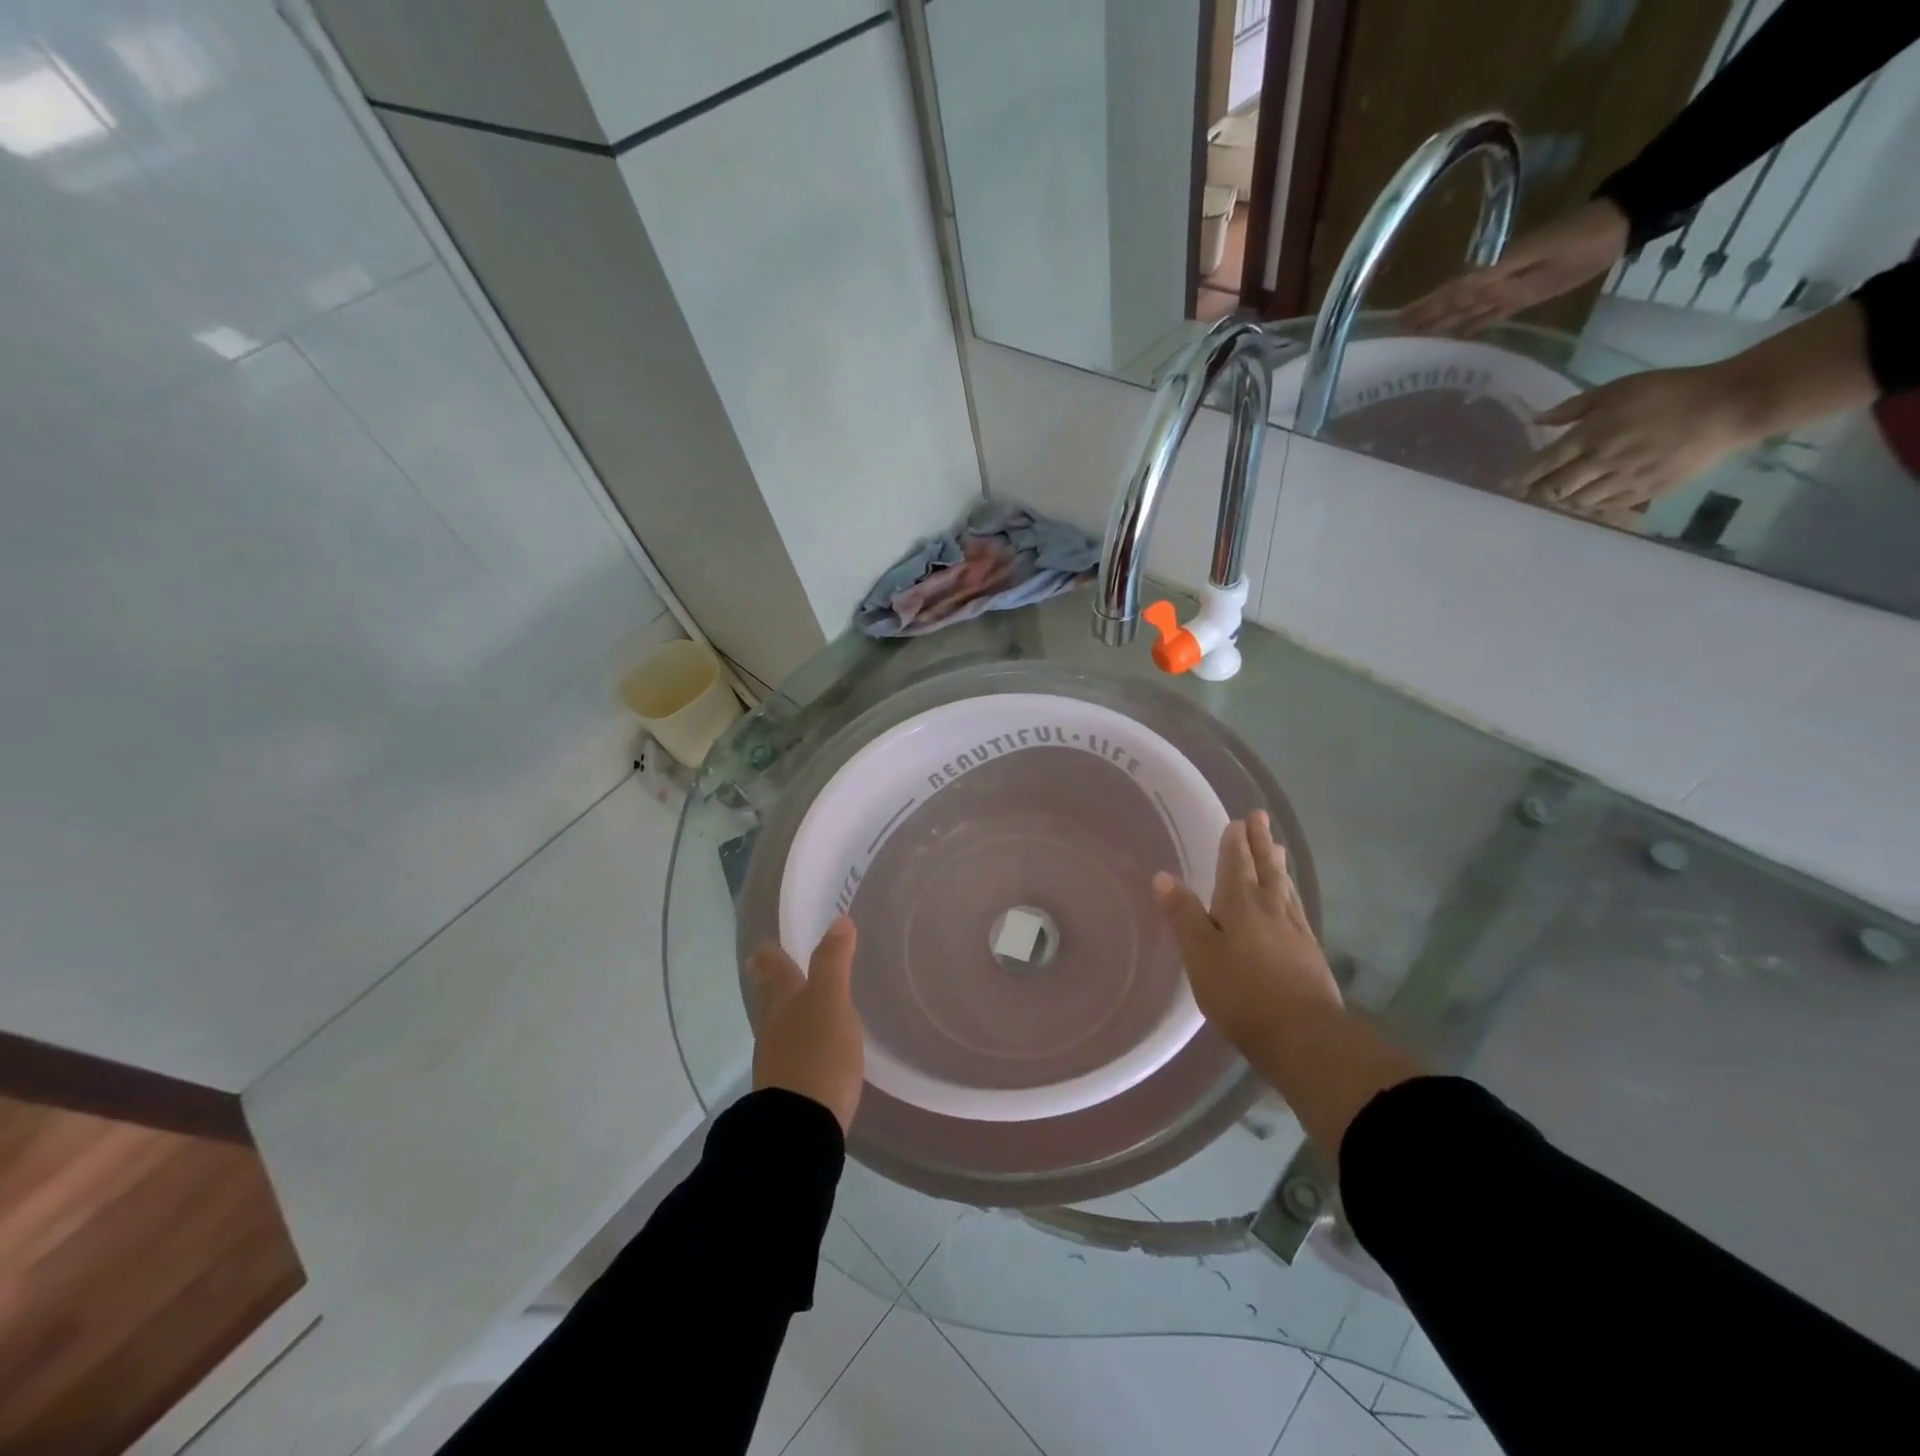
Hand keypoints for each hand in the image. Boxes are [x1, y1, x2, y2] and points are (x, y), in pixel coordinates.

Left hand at [746, 917, 864, 1133]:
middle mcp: (774, 1025)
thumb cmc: (818, 1056)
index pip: (776, 969)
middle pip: (768, 996)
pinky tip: (805, 1047)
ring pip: (775, 1023)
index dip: (771, 954)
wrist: (800, 1128)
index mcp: (785, 1000)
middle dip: (767, 978)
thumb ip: (833, 963)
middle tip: (759, 962)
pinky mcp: (786, 1087)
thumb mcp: (831, 1003)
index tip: (763, 944)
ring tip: (788, 1002)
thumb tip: (838, 920)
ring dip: (779, 1009)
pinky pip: (787, 1052)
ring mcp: (776, 1058)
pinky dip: (793, 1040)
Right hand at [1151, 812, 1340, 1056]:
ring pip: (1284, 887)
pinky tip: (1290, 900)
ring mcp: (1295, 930)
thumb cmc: (1241, 992)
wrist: (1303, 1036)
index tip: (1238, 820)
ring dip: (1277, 865)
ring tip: (1277, 848)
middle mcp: (1270, 908)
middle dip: (1260, 843)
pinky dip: (1290, 895)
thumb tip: (1163, 876)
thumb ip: (1183, 914)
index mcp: (1241, 903)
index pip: (1236, 863)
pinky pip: (1296, 909)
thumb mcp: (1199, 953)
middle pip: (1265, 868)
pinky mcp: (1309, 953)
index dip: (1235, 842)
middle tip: (1261, 817)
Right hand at [1401, 199, 1629, 335]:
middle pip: (1452, 304)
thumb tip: (1465, 289)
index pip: (1452, 293)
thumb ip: (1504, 272)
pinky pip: (1488, 316)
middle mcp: (1493, 283)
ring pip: (1465, 312)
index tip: (1397, 321)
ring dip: (1441, 325)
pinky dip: (1469, 327)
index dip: (1425, 306)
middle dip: (1424, 318)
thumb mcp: (1542, 254)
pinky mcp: (1521, 297)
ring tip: (1414, 340)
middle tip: (1394, 335)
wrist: (1617, 227)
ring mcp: (1506, 291)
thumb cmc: (1581, 239)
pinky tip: (1453, 338)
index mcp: (1494, 272)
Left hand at [1516, 363, 1757, 511]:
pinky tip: (1585, 500)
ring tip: (1557, 495)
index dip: (1519, 477)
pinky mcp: (1644, 493)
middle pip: (1552, 490)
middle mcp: (1600, 463)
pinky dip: (1587, 507)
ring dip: (1560, 501)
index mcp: (1590, 436)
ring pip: (1574, 502)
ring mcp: (1622, 481)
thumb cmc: (1670, 390)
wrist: (1730, 405)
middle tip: (1529, 492)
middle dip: (1535, 494)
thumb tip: (1536, 420)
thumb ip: (1573, 408)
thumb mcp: (1617, 389)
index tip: (1505, 484)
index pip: (1540, 465)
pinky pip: (1603, 508)